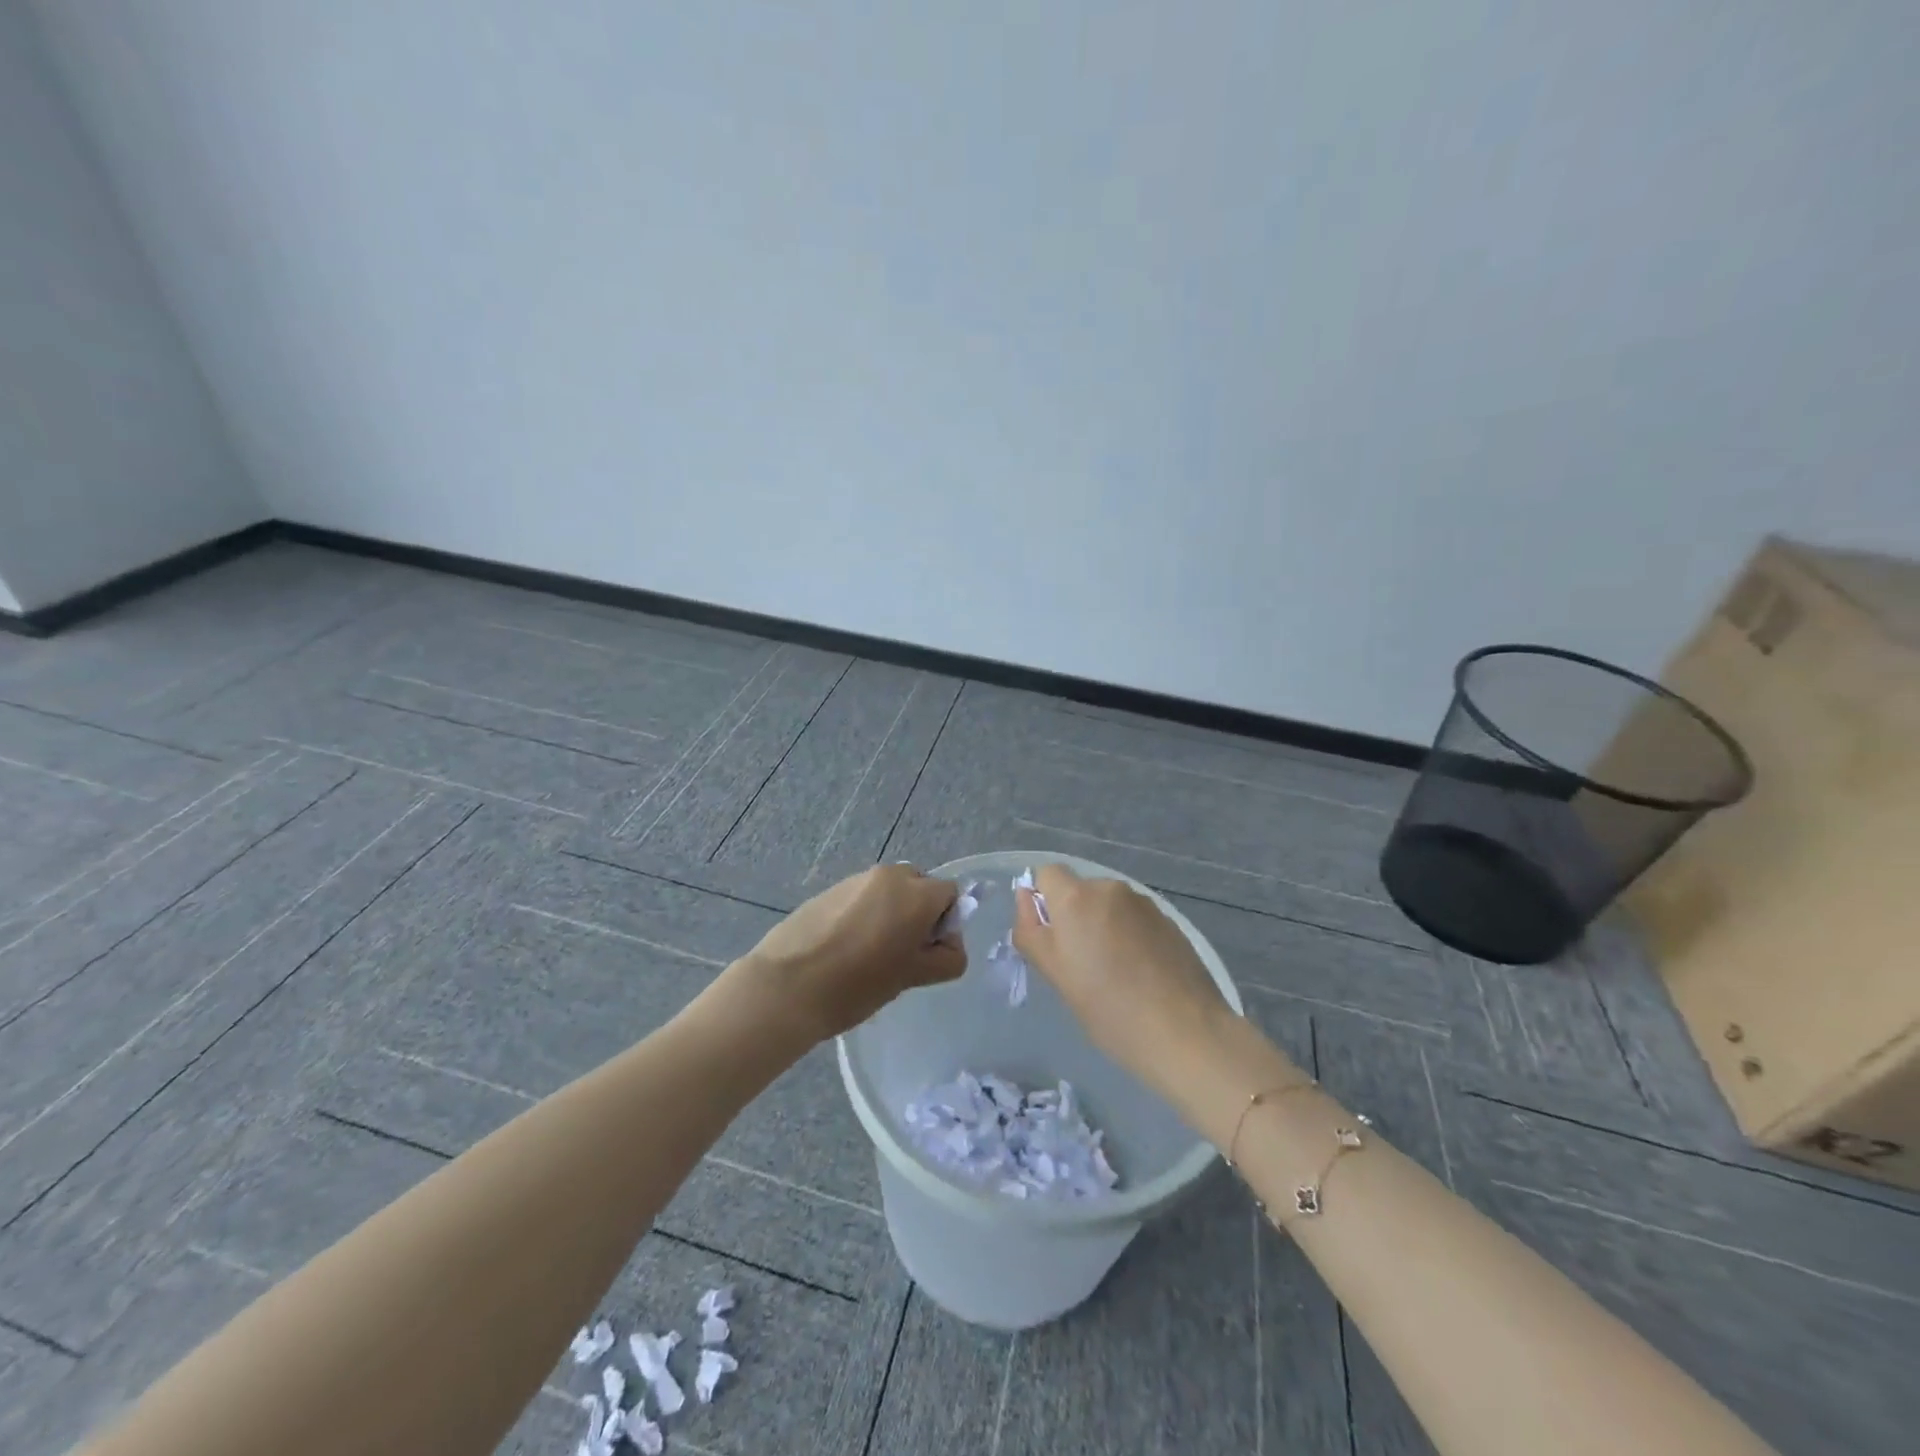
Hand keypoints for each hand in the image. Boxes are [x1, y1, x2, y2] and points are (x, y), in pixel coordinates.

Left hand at [741, 864, 964, 1041]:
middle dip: (919, 914)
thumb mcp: (913, 977)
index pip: (950, 894)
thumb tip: (948, 944)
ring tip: (870, 954)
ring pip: (889, 892)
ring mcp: (855, 879)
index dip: (946, 923)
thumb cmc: (858, 984)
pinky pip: (861, 897)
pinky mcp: (829, 890)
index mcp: (916, 893)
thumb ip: (946, 958)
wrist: (787, 986)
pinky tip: (845, 948)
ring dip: (890, 914)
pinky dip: (864, 915)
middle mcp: (889, 875)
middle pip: (919, 887)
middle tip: (901, 953)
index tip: (927, 953)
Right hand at [1013, 865, 1233, 1097]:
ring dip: (1104, 926)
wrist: (1185, 1032)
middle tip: (1081, 965)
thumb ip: (1031, 929)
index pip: (1047, 873)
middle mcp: (1110, 889)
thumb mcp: (1055, 973)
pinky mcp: (1170, 921)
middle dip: (1075, 917)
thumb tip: (1026, 897)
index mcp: (1076, 897)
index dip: (1043, 901)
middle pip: (1080, 890)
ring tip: (1115, 973)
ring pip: (1109, 905)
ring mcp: (1144, 903)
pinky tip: (1141, 974)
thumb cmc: (1108, 1008)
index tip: (1052, 939)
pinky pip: (1135, 919)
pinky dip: (1130, 936)